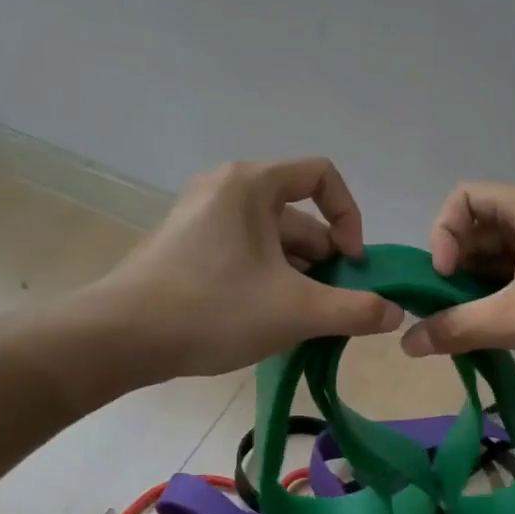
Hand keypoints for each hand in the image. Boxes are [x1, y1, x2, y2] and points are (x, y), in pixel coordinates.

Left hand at [94, 158, 403, 380]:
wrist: (119, 338)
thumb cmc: (213, 309)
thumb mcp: (295, 311)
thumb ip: (354, 310)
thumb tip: (395, 314)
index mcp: (251, 184)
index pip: (322, 176)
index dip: (349, 216)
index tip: (351, 262)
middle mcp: (225, 188)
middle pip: (296, 214)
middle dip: (323, 259)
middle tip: (332, 305)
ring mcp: (201, 216)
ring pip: (270, 238)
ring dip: (296, 274)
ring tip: (302, 319)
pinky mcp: (185, 244)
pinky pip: (242, 250)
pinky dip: (265, 277)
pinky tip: (267, 319)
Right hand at [400, 182, 514, 377]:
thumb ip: (457, 327)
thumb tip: (405, 343)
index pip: (463, 198)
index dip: (442, 235)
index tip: (444, 279)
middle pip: (479, 227)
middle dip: (456, 268)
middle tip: (450, 311)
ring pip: (502, 254)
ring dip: (479, 286)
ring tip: (472, 327)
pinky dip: (505, 295)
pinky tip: (501, 329)